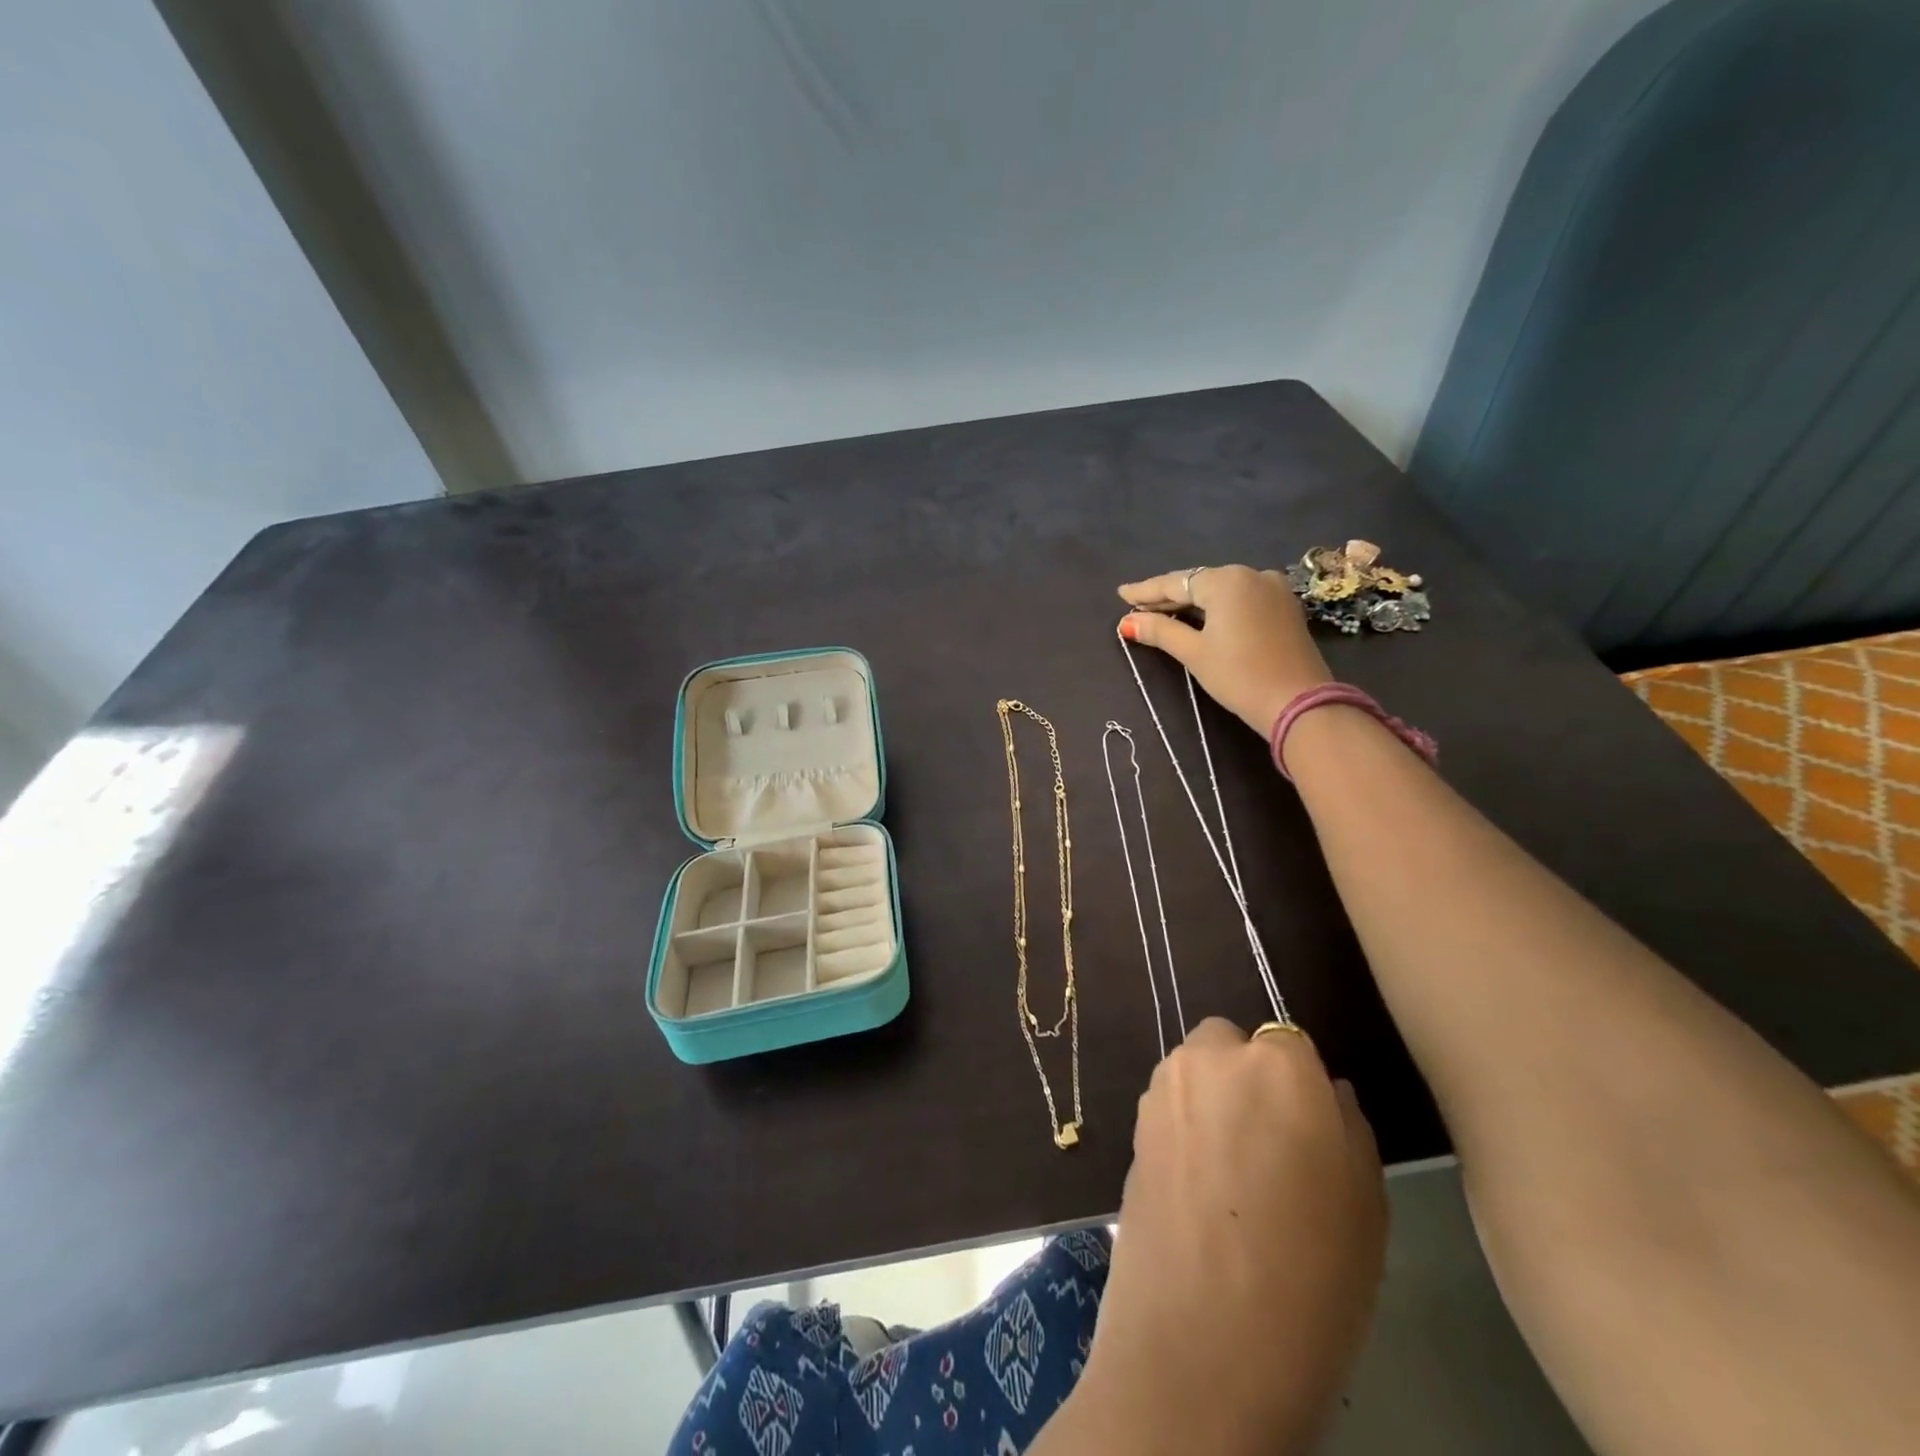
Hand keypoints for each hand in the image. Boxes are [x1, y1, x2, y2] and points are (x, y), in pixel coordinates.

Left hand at [1074, 1020, 1386, 1455]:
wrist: (1201, 1343)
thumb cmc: (1311, 1278)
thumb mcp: (1365, 1204)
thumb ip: (1347, 1126)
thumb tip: (1328, 1092)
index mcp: (1279, 1065)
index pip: (1291, 1043)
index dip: (1300, 1086)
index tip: (1306, 1129)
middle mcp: (1213, 1057)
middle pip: (1232, 1043)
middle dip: (1247, 1075)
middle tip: (1266, 1143)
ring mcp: (1164, 1086)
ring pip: (1195, 1069)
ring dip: (1211, 1095)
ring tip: (1229, 1169)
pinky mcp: (1132, 1120)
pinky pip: (1168, 1102)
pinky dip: (1183, 1122)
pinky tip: (1196, 1181)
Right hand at [1119, 566, 1332, 736]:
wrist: (1299, 702)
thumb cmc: (1239, 675)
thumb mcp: (1194, 653)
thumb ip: (1160, 631)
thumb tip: (1128, 622)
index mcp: (1226, 580)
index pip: (1176, 582)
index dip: (1146, 591)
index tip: (1122, 594)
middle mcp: (1251, 574)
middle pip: (1199, 583)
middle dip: (1169, 596)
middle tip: (1138, 606)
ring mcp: (1273, 588)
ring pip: (1222, 590)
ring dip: (1193, 602)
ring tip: (1165, 612)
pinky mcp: (1285, 606)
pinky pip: (1241, 599)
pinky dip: (1218, 607)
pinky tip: (1202, 617)